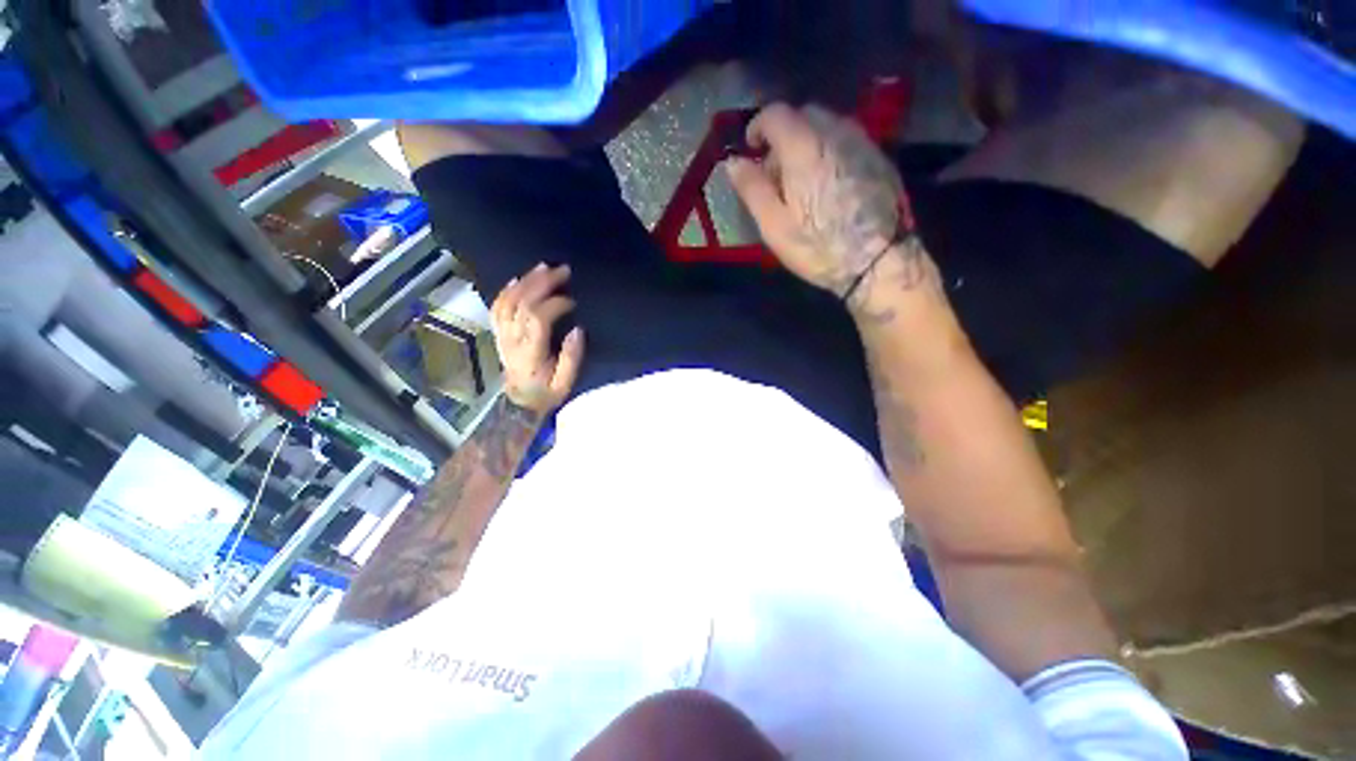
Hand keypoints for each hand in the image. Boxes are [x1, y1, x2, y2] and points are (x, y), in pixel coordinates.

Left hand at [490, 264, 585, 414]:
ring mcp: (502, 334)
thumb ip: (571, 358)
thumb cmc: (545, 392)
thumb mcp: (565, 383)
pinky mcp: (499, 332)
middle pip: (521, 303)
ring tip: (543, 268)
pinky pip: (497, 306)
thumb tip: (578, 330)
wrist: (519, 402)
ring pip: (507, 301)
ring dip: (525, 281)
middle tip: (562, 271)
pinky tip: (518, 279)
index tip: (572, 301)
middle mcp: (512, 339)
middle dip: (542, 283)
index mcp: (530, 352)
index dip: (554, 304)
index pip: (537, 319)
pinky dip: (506, 290)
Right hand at [726, 104, 927, 301]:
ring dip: (807, 143)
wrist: (879, 260)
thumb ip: (752, 189)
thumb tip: (734, 162)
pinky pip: (847, 141)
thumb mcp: (774, 225)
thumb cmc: (818, 246)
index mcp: (804, 146)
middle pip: (803, 115)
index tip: (751, 149)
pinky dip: (829, 152)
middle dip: (783, 136)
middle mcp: (835, 132)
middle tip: (776, 172)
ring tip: (802, 181)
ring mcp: (862, 142)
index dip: (757, 127)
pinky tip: (828, 185)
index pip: (775, 113)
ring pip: (827, 126)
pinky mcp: (880, 157)